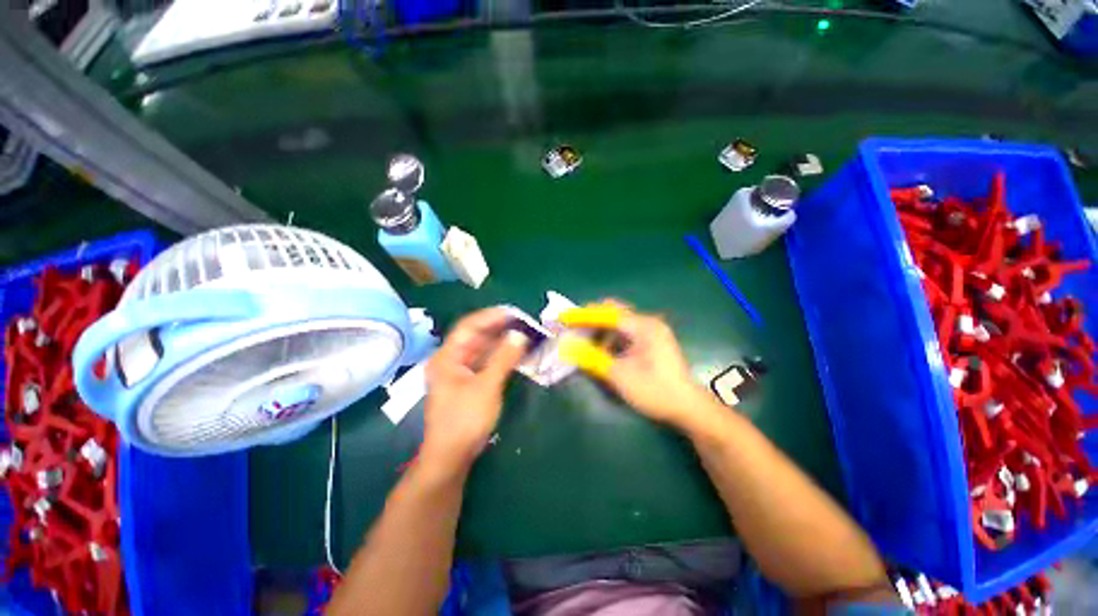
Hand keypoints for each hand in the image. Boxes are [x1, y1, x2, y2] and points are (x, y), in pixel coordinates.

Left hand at [421, 307, 528, 472]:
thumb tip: (520, 335)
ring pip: (482, 350)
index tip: (513, 313)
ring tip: (523, 335)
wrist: (451, 457)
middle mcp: (451, 360)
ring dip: (501, 342)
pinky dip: (499, 357)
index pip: (469, 326)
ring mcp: (459, 372)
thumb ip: (504, 358)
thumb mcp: (487, 386)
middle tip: (523, 323)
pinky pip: (485, 363)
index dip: (491, 317)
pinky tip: (515, 354)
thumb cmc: (464, 420)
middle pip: (476, 337)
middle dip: (499, 329)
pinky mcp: (468, 383)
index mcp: (447, 357)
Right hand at [564, 301, 715, 428]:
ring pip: (618, 323)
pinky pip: (625, 333)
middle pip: (613, 313)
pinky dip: (610, 339)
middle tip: (572, 330)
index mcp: (643, 327)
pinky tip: (603, 352)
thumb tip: (566, 346)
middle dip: (590, 320)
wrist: (687, 407)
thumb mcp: (619, 375)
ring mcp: (650, 331)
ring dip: (600, 331)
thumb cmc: (654, 391)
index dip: (582, 316)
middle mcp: (647, 322)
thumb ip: (591, 357)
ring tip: (584, 344)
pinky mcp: (650, 341)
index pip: (606, 313)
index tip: (563, 318)